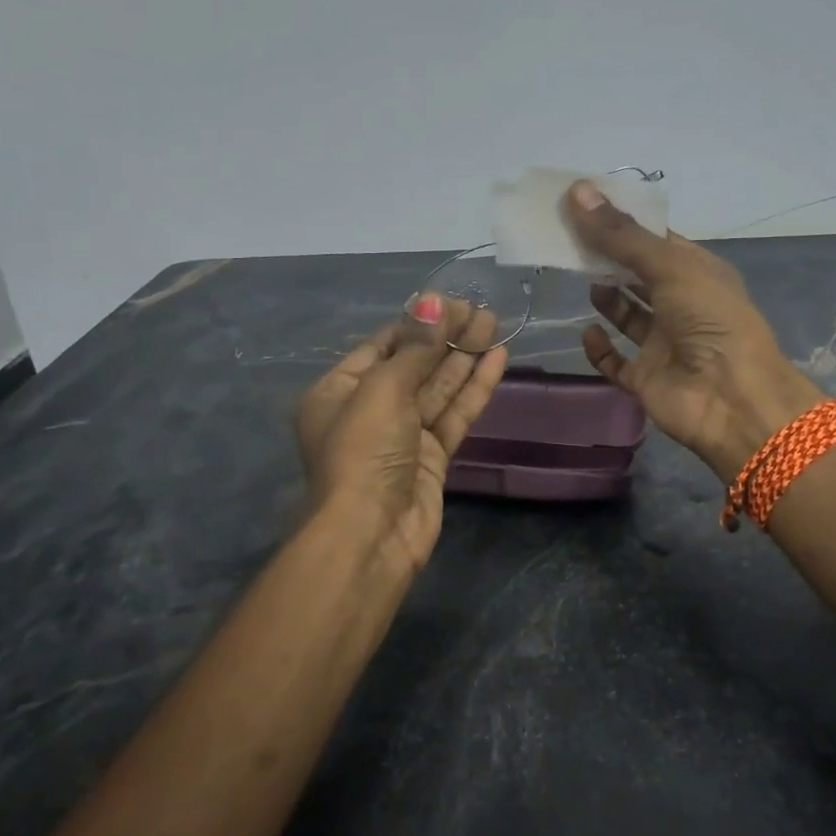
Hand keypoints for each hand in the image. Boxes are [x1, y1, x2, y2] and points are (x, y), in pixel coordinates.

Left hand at [296, 295, 508, 584]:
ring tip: (495, 325)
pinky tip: (497, 360)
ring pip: (438, 389)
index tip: (451, 304)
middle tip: (482, 311)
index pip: (381, 347)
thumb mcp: (382, 390)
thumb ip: (414, 348)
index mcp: (338, 391)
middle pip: (413, 365)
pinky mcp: (431, 458)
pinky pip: (454, 415)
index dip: (417, 324)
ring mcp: (402, 436)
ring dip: (465, 358)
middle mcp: (368, 411)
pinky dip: (474, 389)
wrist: (371, 534)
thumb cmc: (363, 452)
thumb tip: (433, 301)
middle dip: (446, 338)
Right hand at [567, 180, 823, 481]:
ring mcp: (663, 343)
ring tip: (581, 276)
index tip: (584, 205)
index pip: (655, 240)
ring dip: (606, 297)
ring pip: (627, 314)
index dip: (622, 222)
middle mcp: (681, 304)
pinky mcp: (646, 377)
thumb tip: (577, 191)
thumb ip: (621, 235)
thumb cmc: (710, 320)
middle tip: (569, 238)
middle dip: (607, 257)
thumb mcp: (669, 266)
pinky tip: (588, 332)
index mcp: (697, 272)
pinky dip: (600, 348)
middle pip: (637, 274)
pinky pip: (615, 361)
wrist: (731, 399)